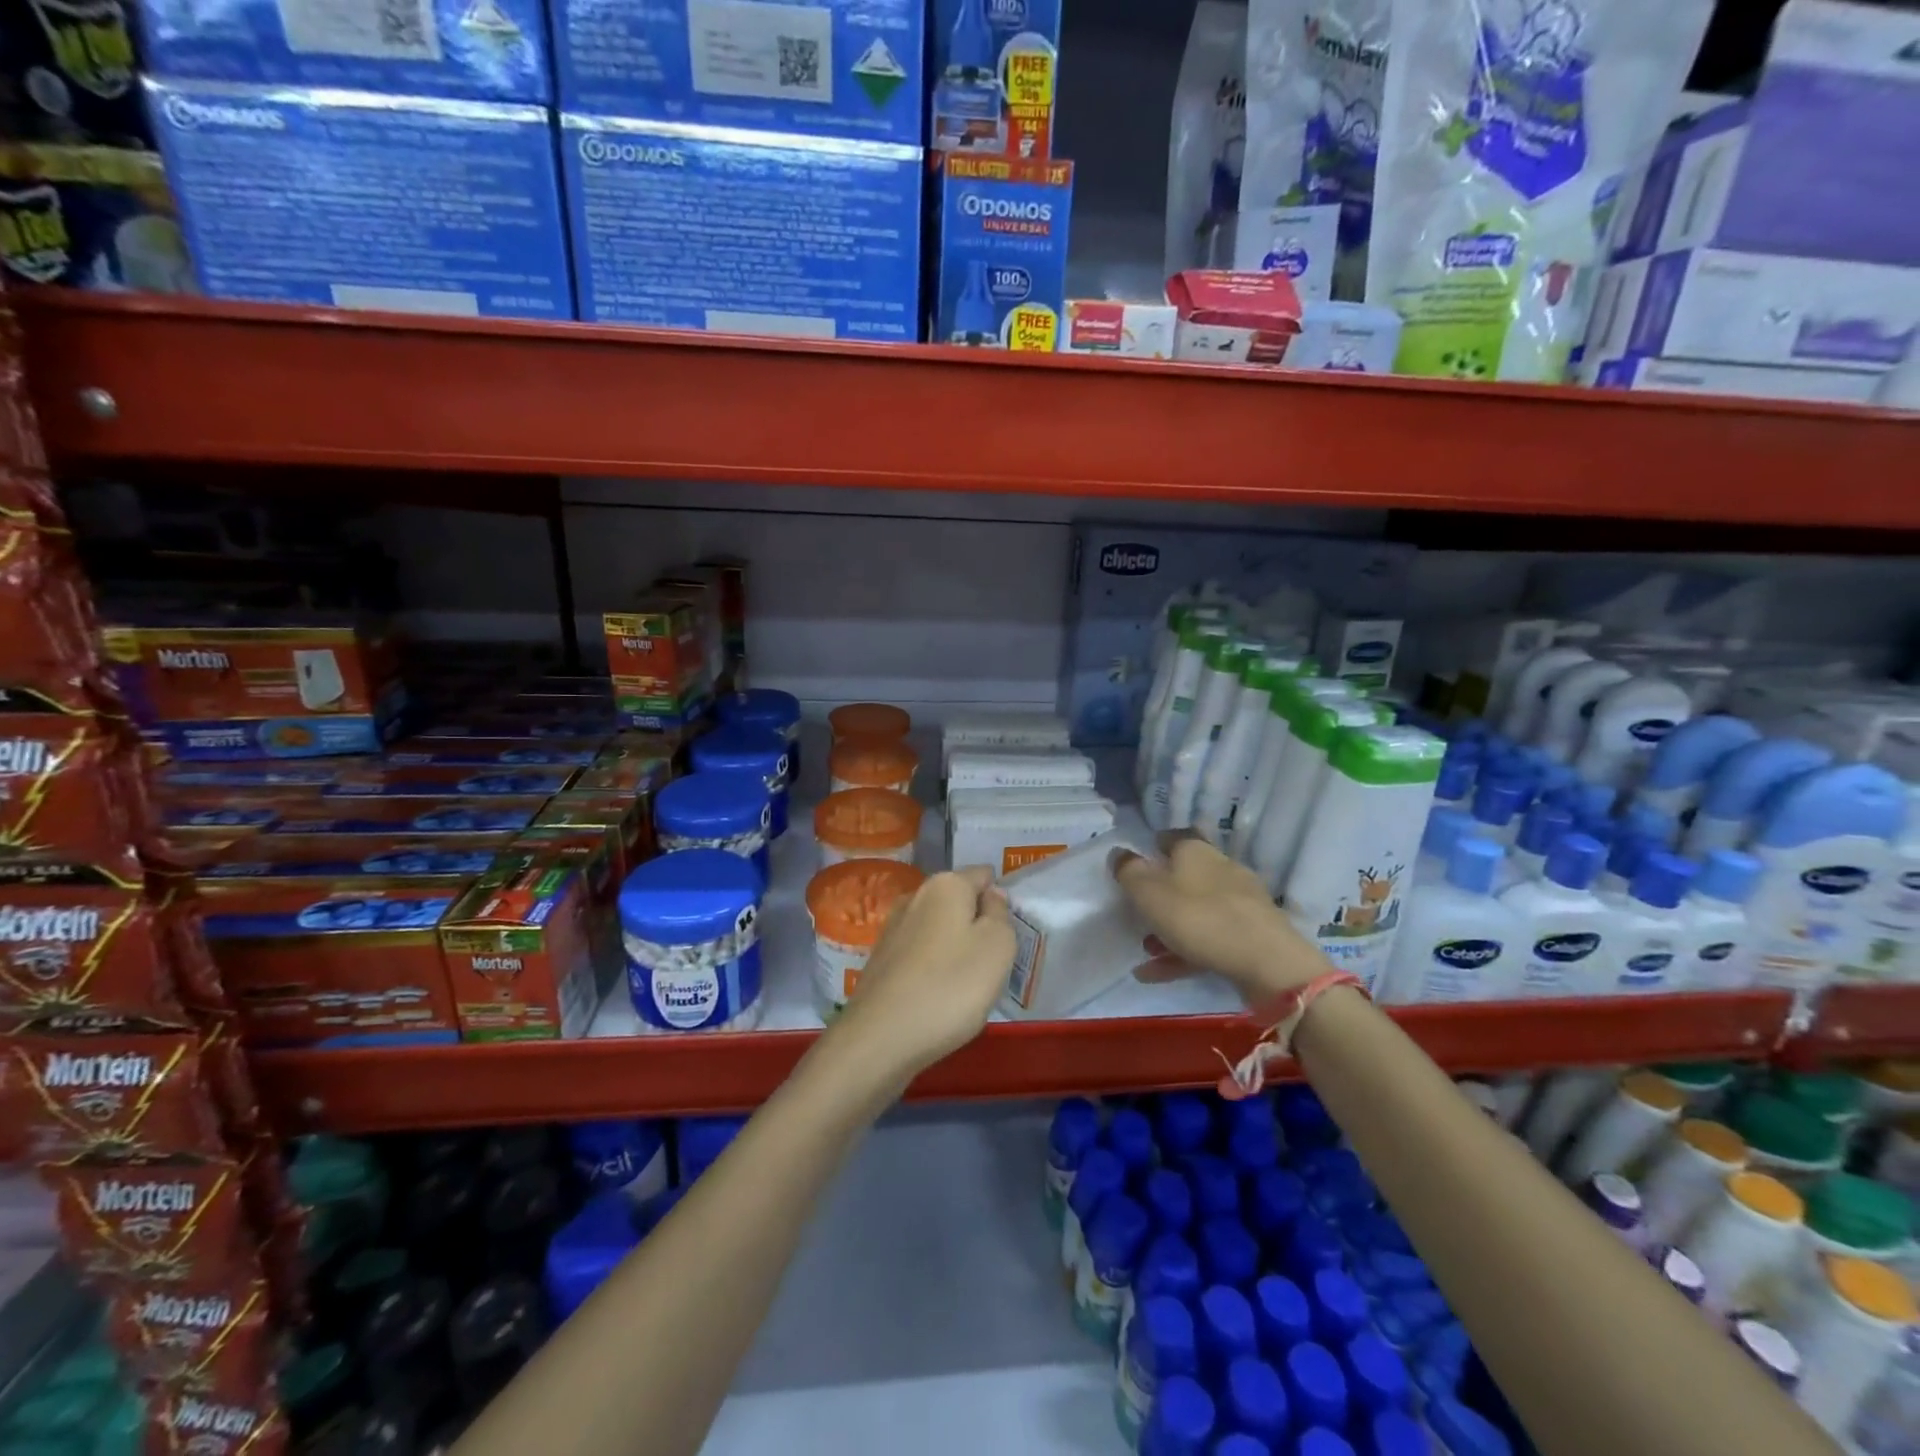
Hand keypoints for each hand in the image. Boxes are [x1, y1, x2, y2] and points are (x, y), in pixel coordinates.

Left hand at [827, 866, 1015, 1084]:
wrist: (880, 1037)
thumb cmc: (950, 986)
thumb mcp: (998, 946)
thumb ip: (1001, 914)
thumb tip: (990, 897)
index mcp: (946, 884)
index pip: (983, 875)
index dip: (1000, 900)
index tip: (1009, 933)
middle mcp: (915, 896)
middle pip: (959, 902)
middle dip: (977, 924)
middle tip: (994, 963)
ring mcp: (893, 928)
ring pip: (939, 929)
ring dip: (955, 948)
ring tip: (968, 985)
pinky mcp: (881, 959)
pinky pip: (920, 954)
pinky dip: (934, 968)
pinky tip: (939, 997)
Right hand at [1114, 834, 1324, 1002]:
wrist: (1268, 962)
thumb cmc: (1199, 918)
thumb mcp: (1149, 893)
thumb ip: (1129, 871)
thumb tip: (1118, 853)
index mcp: (1195, 851)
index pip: (1171, 837)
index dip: (1152, 847)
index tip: (1134, 864)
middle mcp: (1221, 868)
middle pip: (1184, 876)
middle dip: (1160, 894)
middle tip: (1136, 913)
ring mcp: (1240, 902)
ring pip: (1196, 910)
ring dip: (1169, 928)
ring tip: (1144, 952)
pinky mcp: (1251, 933)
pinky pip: (1209, 938)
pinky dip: (1184, 952)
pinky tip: (1158, 973)